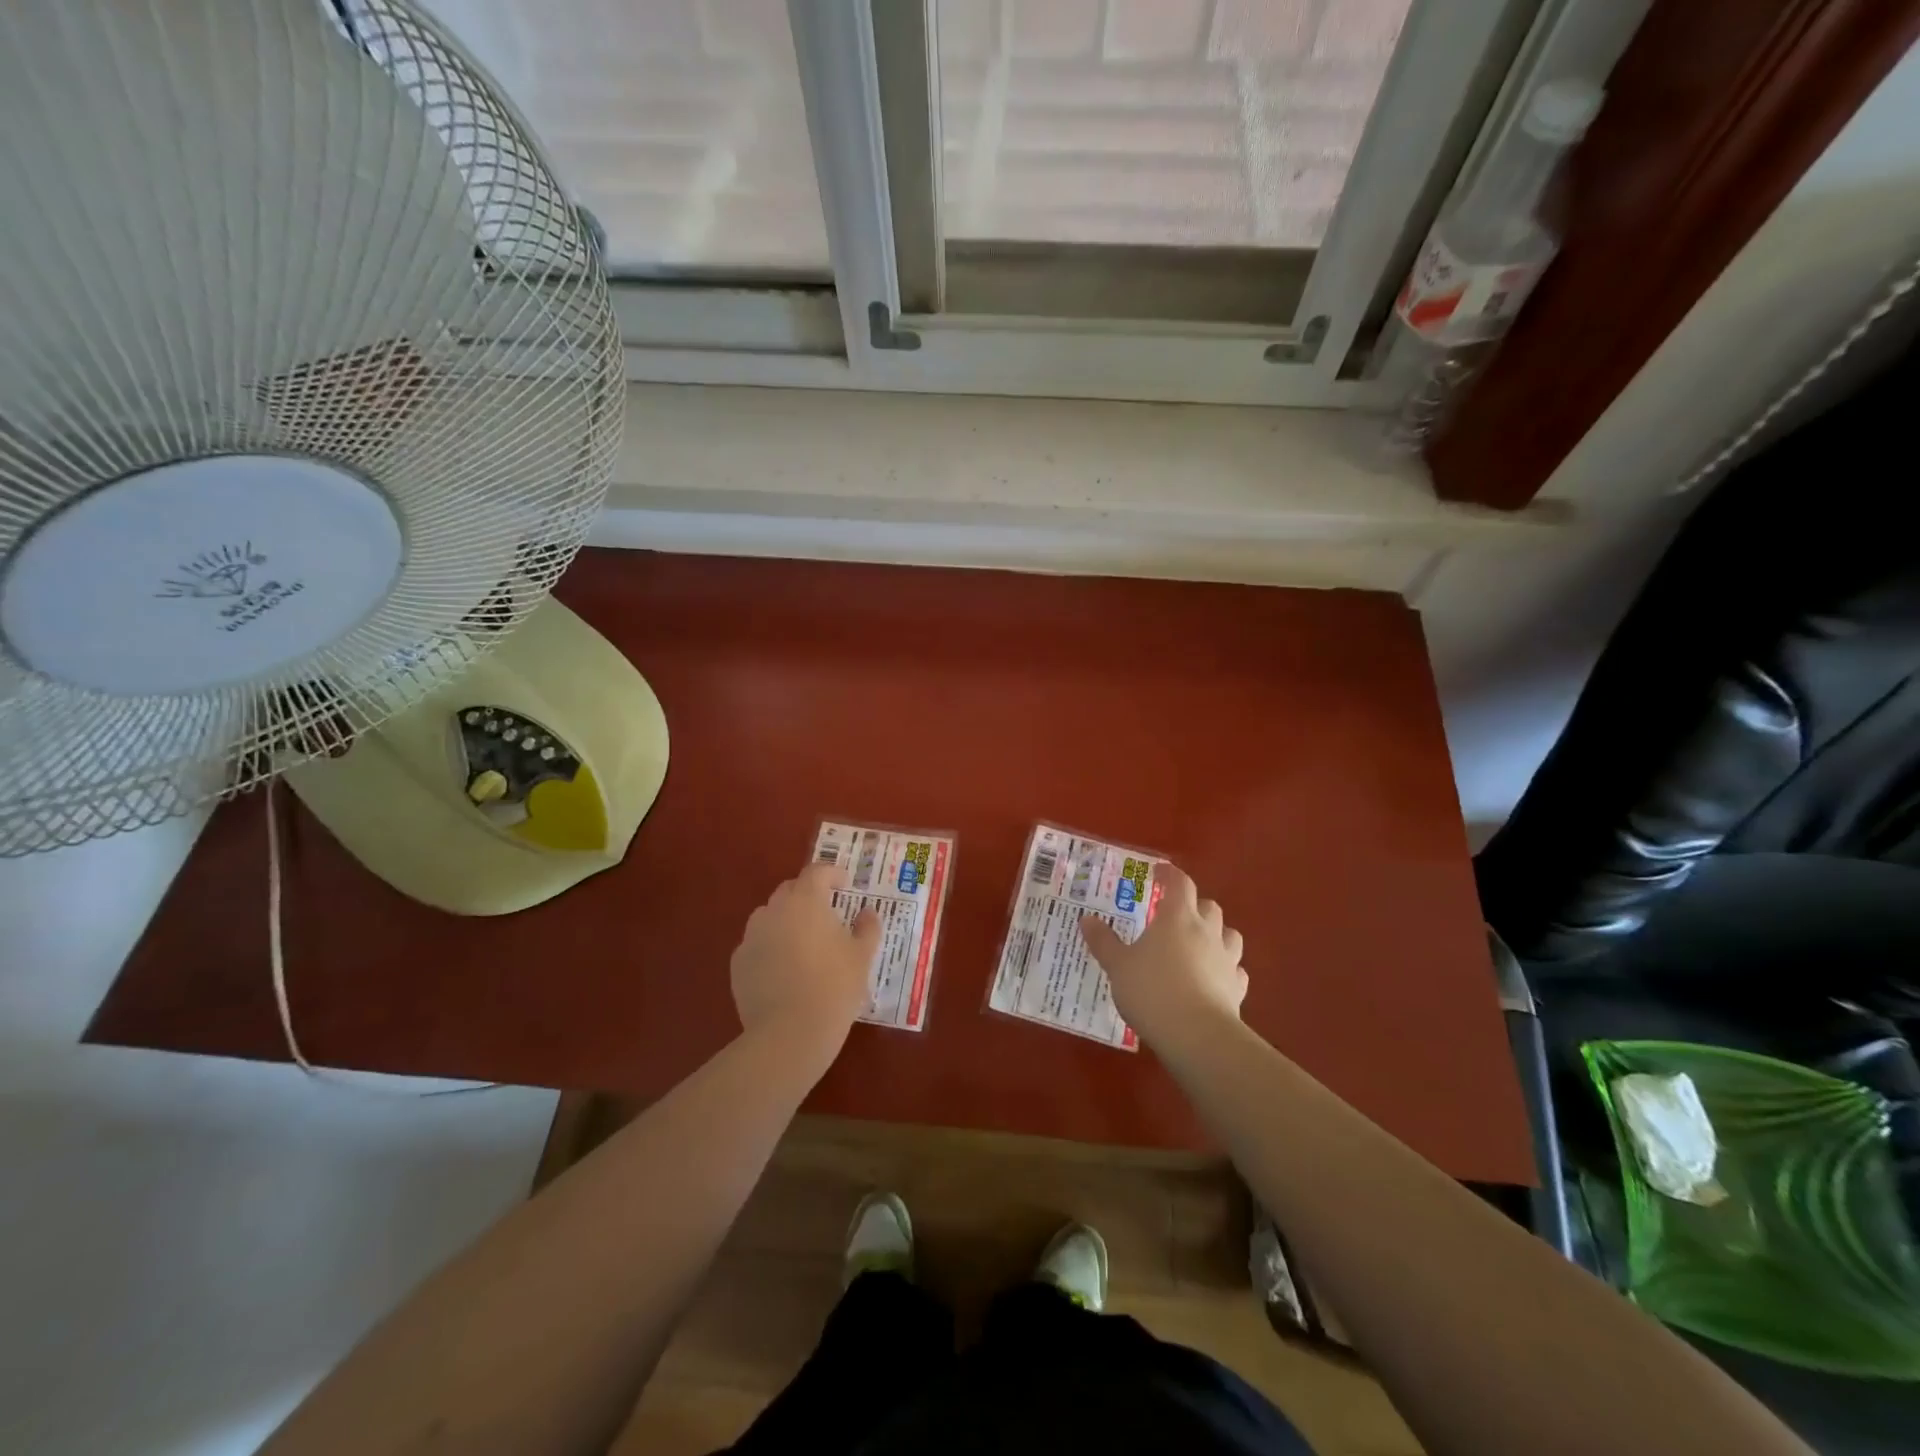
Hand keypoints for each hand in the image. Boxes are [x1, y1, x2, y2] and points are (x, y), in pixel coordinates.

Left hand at [730, 863, 879, 1060]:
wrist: (789, 1033)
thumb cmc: (834, 987)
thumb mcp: (862, 957)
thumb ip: (867, 928)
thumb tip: (868, 913)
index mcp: (806, 901)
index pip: (817, 872)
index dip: (832, 874)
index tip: (845, 885)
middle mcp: (774, 911)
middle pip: (790, 890)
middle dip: (808, 895)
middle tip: (826, 913)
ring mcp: (751, 937)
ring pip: (769, 916)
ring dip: (786, 920)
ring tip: (803, 942)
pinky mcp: (738, 964)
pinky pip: (757, 944)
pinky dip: (770, 947)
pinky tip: (783, 969)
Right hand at [1080, 864, 1247, 1056]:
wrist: (1196, 1035)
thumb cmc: (1151, 990)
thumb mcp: (1118, 965)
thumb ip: (1103, 941)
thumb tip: (1087, 919)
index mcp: (1177, 918)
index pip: (1179, 883)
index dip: (1170, 874)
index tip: (1159, 872)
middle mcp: (1206, 932)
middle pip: (1209, 906)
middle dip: (1194, 905)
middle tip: (1175, 914)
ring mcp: (1226, 960)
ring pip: (1230, 935)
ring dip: (1217, 933)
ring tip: (1199, 943)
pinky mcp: (1237, 988)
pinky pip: (1236, 969)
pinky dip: (1226, 968)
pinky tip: (1214, 977)